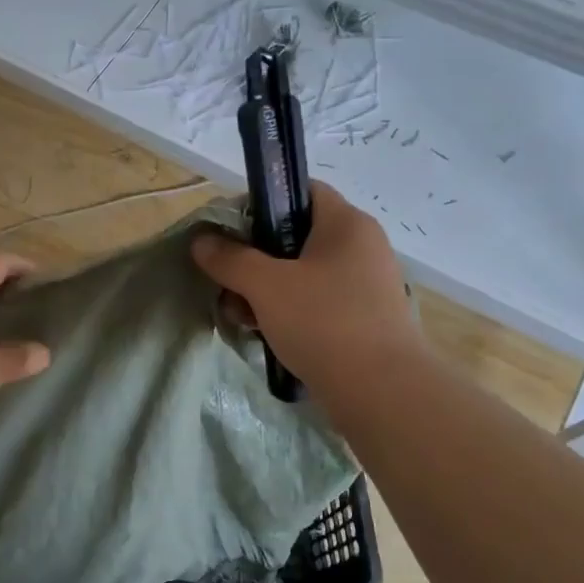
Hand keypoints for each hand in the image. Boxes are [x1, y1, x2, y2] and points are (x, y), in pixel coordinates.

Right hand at [191, 182, 416, 396]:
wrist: (381, 392)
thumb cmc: (324, 322)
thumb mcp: (266, 286)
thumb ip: (230, 259)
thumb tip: (202, 240)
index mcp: (346, 223)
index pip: (301, 190)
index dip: (262, 203)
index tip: (231, 232)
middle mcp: (362, 246)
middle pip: (297, 236)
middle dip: (256, 259)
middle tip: (229, 283)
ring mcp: (366, 285)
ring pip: (304, 274)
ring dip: (267, 291)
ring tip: (241, 317)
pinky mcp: (365, 319)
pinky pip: (318, 303)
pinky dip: (289, 312)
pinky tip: (266, 334)